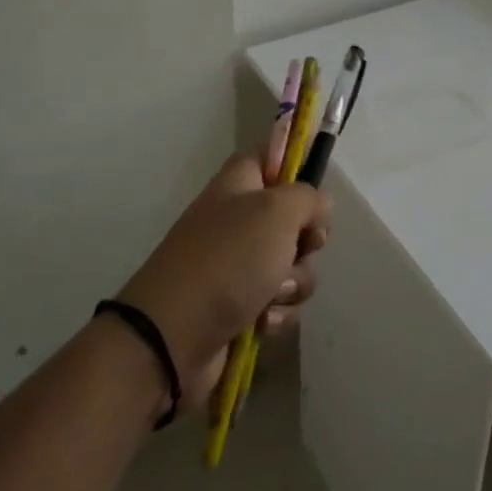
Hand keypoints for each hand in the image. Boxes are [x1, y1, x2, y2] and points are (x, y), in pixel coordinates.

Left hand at [120, 152, 329, 410]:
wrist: (172, 338)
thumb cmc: (228, 259)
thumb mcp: (278, 211)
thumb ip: (309, 197)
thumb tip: (319, 207)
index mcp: (240, 183)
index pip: (273, 153)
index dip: (298, 161)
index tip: (317, 183)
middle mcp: (239, 218)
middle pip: (294, 215)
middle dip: (308, 238)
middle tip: (303, 246)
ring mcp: (239, 264)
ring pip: (293, 263)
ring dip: (293, 281)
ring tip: (272, 294)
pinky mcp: (241, 306)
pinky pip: (280, 300)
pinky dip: (278, 312)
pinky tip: (262, 321)